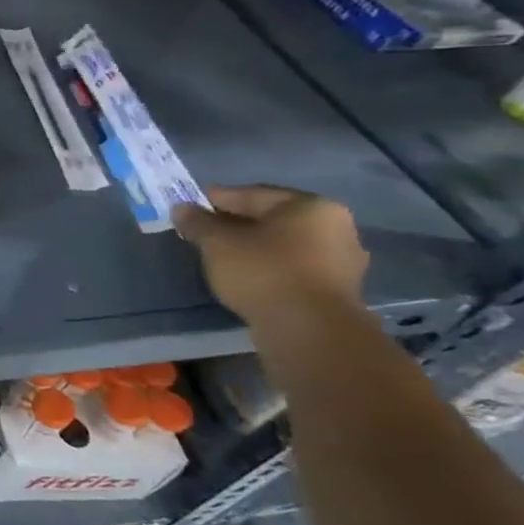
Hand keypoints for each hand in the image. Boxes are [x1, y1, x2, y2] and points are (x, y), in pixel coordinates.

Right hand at [173, 185, 369, 328]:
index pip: (252, 195)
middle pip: (271, 219)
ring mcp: (342, 261)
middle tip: (202, 232)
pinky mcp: (337, 290)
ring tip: (219, 256)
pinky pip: (293, 268)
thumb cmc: (263, 271)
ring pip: (283, 245)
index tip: (189, 208)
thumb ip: (198, 222)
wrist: (309, 329)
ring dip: (252, 247)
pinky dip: (268, 267)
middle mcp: (335, 227)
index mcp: (310, 206)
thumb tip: (182, 208)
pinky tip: (244, 276)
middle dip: (235, 224)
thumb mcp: (217, 242)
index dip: (215, 200)